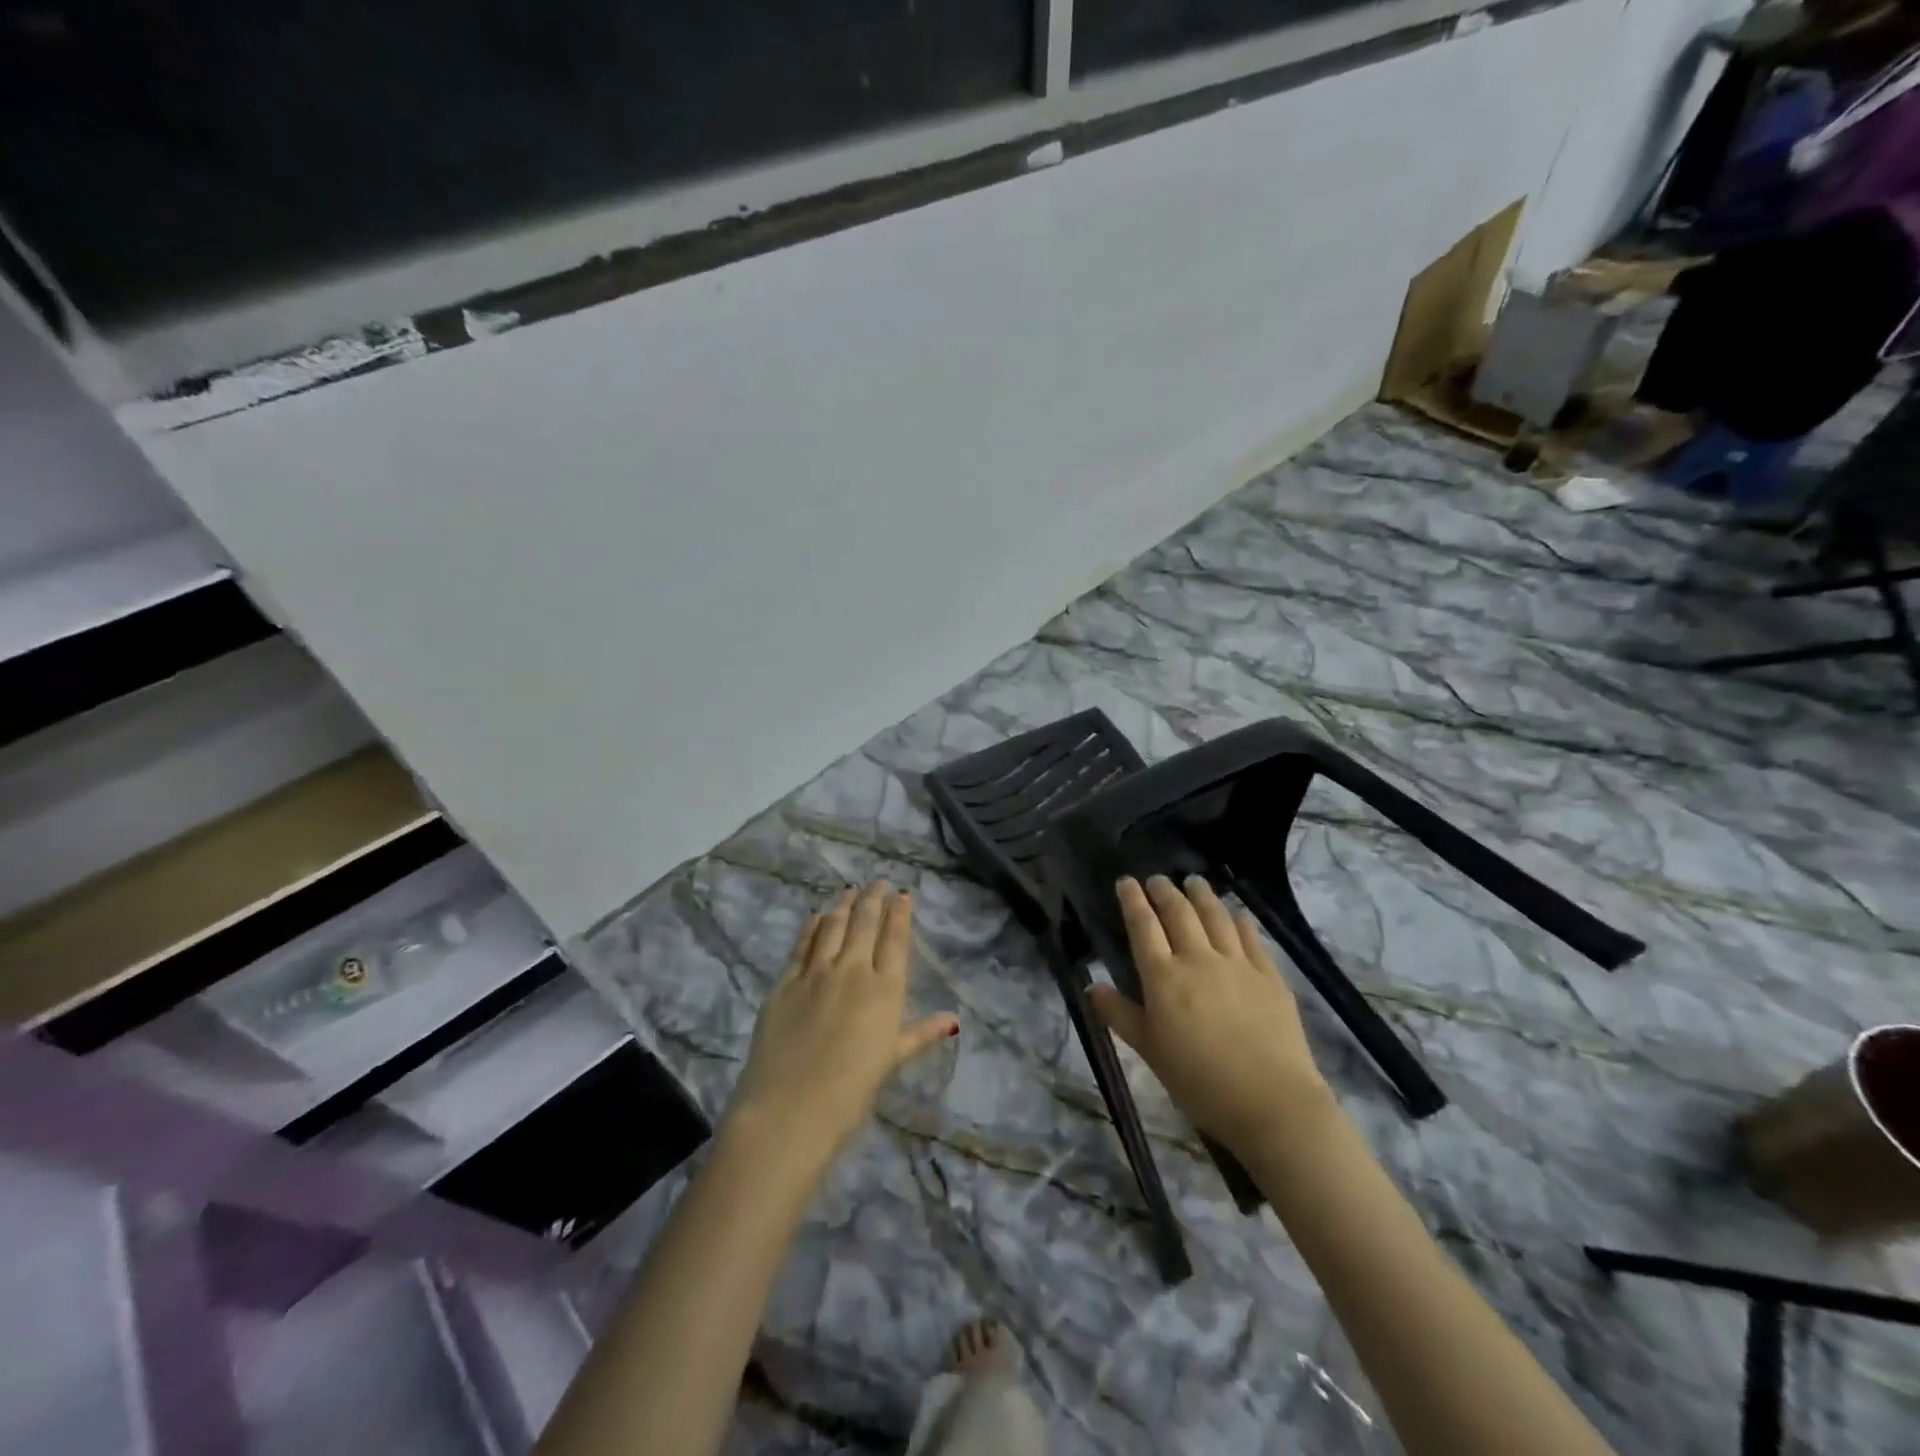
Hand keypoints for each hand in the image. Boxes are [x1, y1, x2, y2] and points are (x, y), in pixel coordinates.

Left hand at [723, 882, 957, 1169]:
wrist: (789, 1109)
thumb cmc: (850, 1091)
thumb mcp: (891, 1060)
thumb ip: (920, 1033)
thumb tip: (953, 1020)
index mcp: (884, 990)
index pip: (894, 939)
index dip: (899, 913)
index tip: (902, 895)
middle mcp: (852, 971)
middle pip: (864, 923)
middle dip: (873, 899)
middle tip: (877, 882)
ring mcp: (815, 973)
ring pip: (832, 926)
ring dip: (843, 904)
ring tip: (850, 890)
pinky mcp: (784, 982)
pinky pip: (802, 944)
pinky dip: (812, 926)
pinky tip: (817, 916)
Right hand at [1087, 875, 1330, 1158]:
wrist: (1272, 1103)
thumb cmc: (1200, 1082)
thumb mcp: (1150, 1051)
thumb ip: (1120, 1014)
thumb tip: (1091, 986)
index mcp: (1163, 977)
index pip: (1143, 926)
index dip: (1133, 900)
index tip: (1126, 881)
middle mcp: (1198, 959)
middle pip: (1179, 913)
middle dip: (1165, 891)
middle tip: (1157, 880)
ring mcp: (1237, 964)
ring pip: (1216, 916)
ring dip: (1201, 895)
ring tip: (1194, 881)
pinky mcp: (1269, 976)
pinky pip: (1251, 937)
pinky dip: (1239, 920)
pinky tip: (1236, 915)